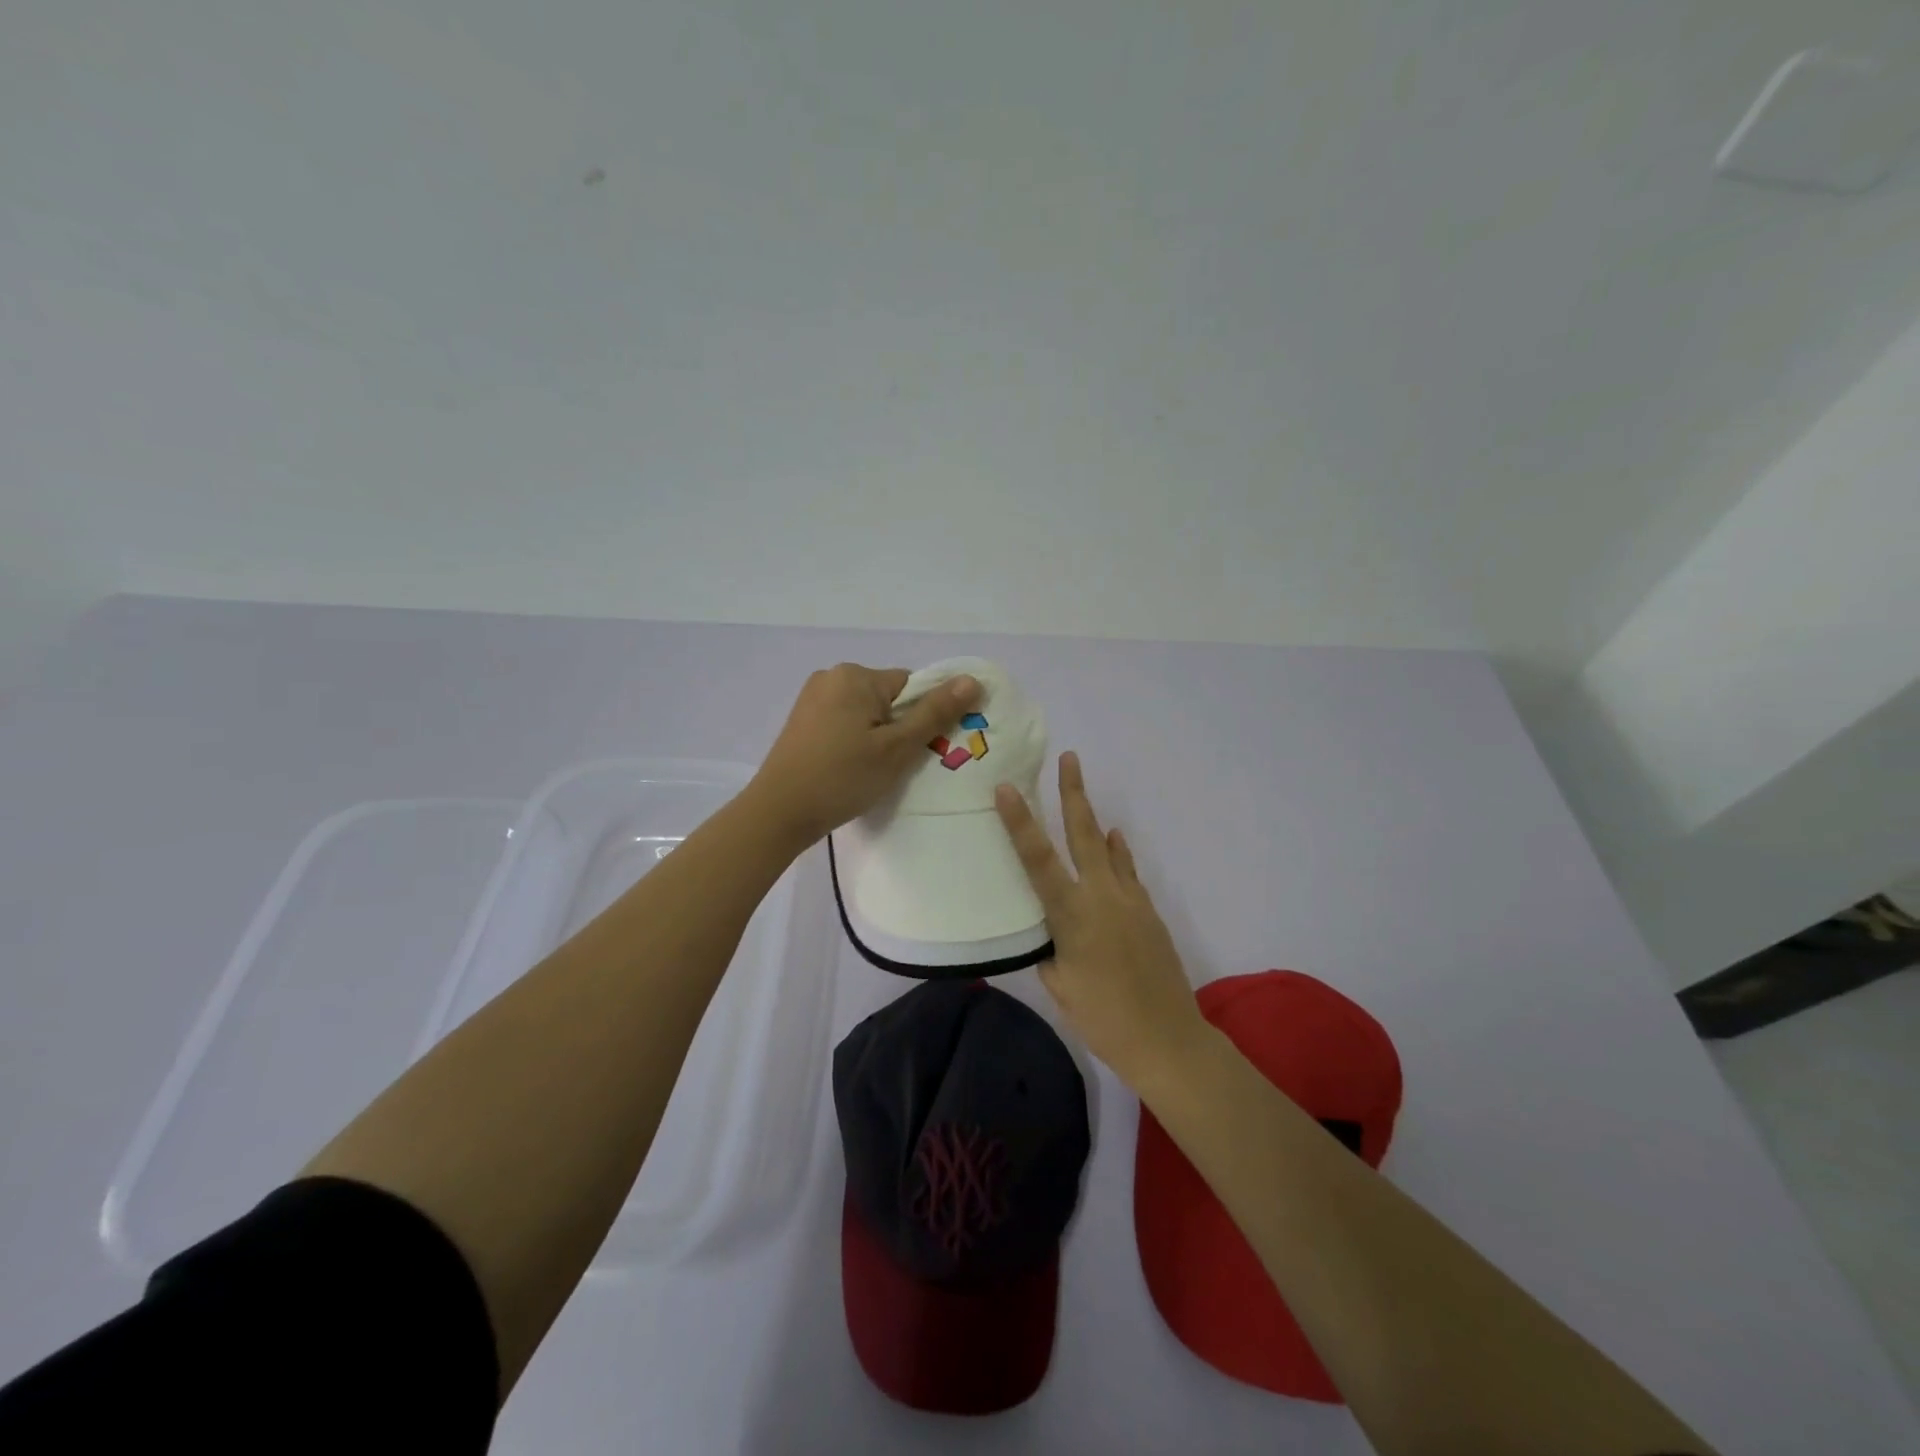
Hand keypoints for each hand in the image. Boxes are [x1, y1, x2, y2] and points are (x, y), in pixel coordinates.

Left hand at [748, 663, 979, 847]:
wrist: (779, 812)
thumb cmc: (842, 777)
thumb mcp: (896, 748)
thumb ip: (935, 713)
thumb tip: (971, 680)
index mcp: (855, 675)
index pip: (911, 686)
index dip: (921, 718)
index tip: (916, 750)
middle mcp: (832, 676)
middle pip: (888, 698)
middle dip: (898, 728)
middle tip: (893, 765)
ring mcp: (813, 698)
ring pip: (867, 712)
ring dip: (877, 736)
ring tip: (870, 770)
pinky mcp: (802, 720)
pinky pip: (845, 721)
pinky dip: (855, 741)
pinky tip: (850, 767)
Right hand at [995, 752, 1209, 1089]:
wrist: (1168, 1039)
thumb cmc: (1103, 1018)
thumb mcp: (1059, 985)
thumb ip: (1049, 949)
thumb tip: (1048, 930)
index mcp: (1072, 915)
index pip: (1038, 860)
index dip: (1020, 822)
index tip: (1006, 788)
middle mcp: (1102, 896)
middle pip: (1084, 834)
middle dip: (1073, 793)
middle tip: (1068, 758)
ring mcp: (1130, 900)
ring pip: (1109, 848)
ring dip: (1093, 818)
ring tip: (1080, 791)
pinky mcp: (1148, 911)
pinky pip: (1128, 871)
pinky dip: (1118, 853)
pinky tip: (1114, 840)